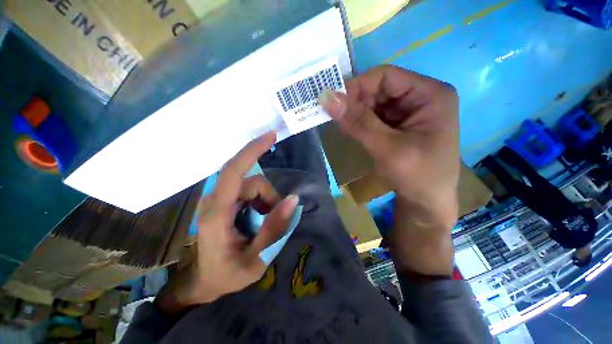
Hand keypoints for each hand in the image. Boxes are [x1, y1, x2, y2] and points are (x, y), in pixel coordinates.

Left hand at [155, 132, 298, 316]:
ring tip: (265, 224)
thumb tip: (293, 200)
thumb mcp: (256, 259)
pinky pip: (250, 191)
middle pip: (252, 181)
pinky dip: (261, 202)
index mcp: (218, 214)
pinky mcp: (225, 201)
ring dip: (266, 202)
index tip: (271, 136)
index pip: (233, 171)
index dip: (252, 151)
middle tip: (275, 220)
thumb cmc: (226, 275)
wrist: (203, 282)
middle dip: (269, 198)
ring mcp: (219, 200)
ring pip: (253, 186)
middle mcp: (216, 200)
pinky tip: (259, 218)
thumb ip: (274, 229)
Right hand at [320, 66, 459, 275]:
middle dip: (356, 102)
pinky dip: (360, 122)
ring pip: (374, 103)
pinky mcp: (399, 125)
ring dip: (356, 113)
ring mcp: (409, 112)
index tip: (333, 102)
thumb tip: (327, 98)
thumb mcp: (387, 148)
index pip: (386, 76)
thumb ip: (358, 122)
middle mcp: (420, 97)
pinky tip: (352, 131)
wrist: (426, 203)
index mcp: (429, 95)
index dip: (357, 86)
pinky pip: (374, 116)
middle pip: (379, 89)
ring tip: (343, 127)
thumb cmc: (417, 176)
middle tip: (335, 117)